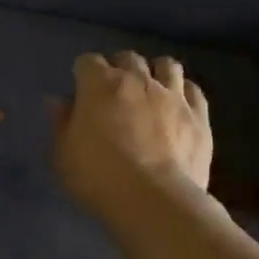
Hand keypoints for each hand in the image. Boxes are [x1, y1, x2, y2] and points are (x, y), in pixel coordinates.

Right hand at [53, 52, 212, 220]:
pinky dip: (184, 92)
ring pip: (166, 65)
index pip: (88, 61)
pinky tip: (179, 105)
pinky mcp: (198, 115)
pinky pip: (194, 90)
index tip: (81, 91)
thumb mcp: (63, 154)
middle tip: (115, 90)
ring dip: (155, 72)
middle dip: (119, 68)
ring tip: (151, 89)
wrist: (154, 200)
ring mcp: (172, 95)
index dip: (83, 74)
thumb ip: (61, 123)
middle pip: (128, 58)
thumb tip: (59, 101)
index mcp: (100, 84)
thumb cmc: (98, 177)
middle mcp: (138, 80)